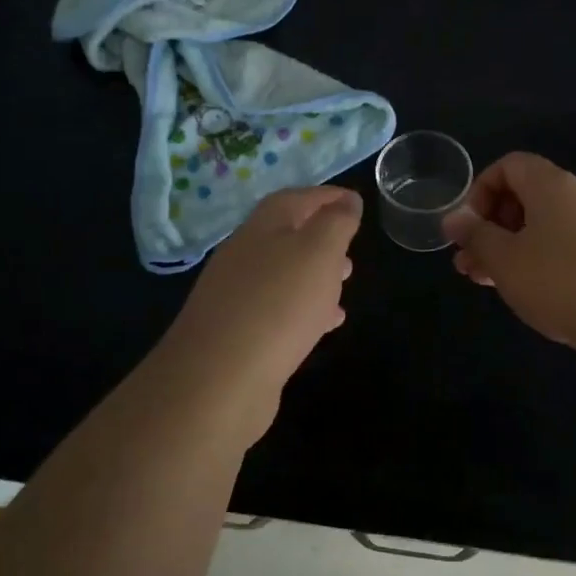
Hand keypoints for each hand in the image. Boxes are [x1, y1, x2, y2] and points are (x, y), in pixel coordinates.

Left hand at [158, 186, 361, 435]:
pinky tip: (324, 325)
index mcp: (262, 227)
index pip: (296, 198)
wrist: (219, 379)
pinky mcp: (238, 333)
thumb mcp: (319, 252)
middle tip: (352, 248)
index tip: (355, 202)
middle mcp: (244, 255)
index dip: (327, 197)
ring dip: (315, 275)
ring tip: (344, 284)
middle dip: (322, 238)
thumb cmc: (278, 303)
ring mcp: (237, 295)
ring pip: (284, 274)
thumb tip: (347, 201)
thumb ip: (336, 223)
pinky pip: (278, 310)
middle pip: (286, 235)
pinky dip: (305, 309)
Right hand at [442, 153, 575, 375]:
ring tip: (484, 281)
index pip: (509, 165)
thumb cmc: (560, 280)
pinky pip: (564, 250)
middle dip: (490, 226)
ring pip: (542, 229)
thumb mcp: (504, 258)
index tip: (467, 227)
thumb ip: (475, 235)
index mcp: (552, 185)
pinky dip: (538, 264)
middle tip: (468, 261)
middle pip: (525, 197)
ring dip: (509, 249)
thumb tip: (453, 218)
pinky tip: (524, 293)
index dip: (480, 190)